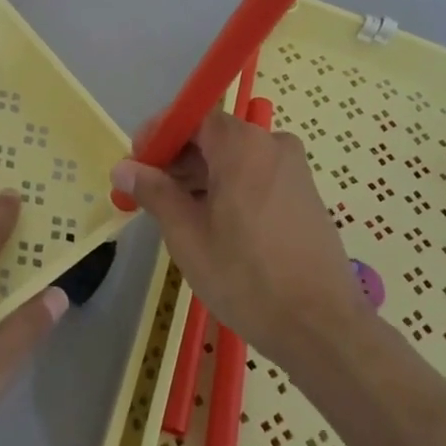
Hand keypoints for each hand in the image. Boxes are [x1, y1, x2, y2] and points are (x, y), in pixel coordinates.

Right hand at [111, 111, 365, 369]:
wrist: (322, 328)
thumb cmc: (246, 278)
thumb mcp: (188, 235)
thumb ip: (154, 192)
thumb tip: (123, 168)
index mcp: (243, 145)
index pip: (192, 117)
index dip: (159, 135)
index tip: (136, 164)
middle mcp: (272, 144)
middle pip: (214, 136)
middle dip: (178, 159)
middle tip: (149, 194)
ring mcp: (293, 169)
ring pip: (235, 158)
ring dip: (202, 176)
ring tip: (177, 215)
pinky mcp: (304, 194)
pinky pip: (256, 175)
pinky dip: (229, 188)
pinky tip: (213, 224)